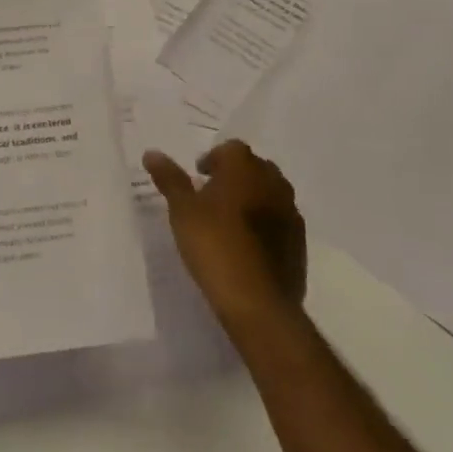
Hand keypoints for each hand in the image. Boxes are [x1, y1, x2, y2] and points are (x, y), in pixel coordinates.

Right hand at [145, 141, 306, 331]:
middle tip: (212, 199)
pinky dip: (266, 225)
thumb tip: (152, 153)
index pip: (231, 149)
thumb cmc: (215, 245)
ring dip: (253, 200)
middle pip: (253, 168)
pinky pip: (280, 222)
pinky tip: (249, 247)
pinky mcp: (300, 242)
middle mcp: (272, 181)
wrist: (258, 302)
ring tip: (230, 223)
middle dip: (234, 177)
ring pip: (270, 194)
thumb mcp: (182, 211)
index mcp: (244, 166)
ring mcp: (291, 212)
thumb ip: (170, 179)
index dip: (213, 160)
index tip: (199, 178)